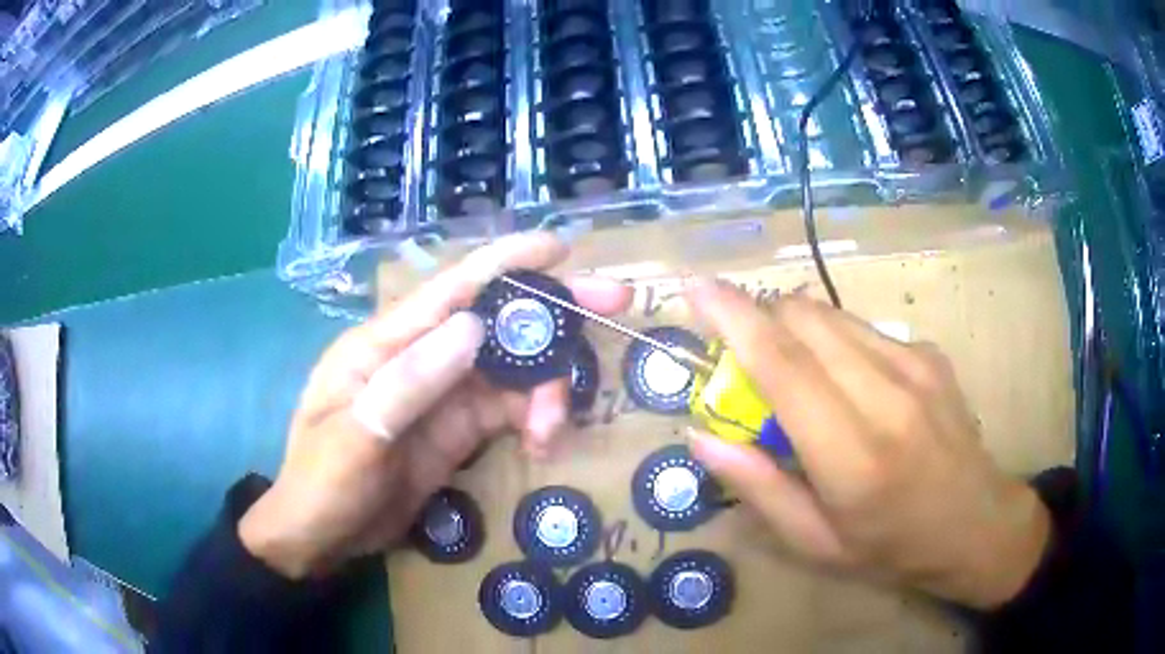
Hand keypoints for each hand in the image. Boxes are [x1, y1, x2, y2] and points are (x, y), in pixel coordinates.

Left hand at [239, 233, 631, 578]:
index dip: (507, 263)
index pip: (452, 290)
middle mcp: (419, 357)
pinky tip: (544, 442)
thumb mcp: (354, 439)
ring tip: (555, 428)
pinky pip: (509, 410)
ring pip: (512, 369)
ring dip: (547, 387)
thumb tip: (473, 327)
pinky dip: (536, 418)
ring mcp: (442, 394)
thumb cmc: (320, 485)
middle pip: (495, 322)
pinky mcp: (458, 430)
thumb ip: (408, 382)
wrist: (322, 539)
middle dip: (552, 314)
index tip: (561, 248)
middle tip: (613, 305)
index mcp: (383, 344)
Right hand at [685, 281, 1049, 608]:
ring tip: (795, 375)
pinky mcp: (929, 352)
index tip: (694, 288)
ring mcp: (915, 364)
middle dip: (759, 319)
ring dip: (794, 328)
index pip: (784, 366)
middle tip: (743, 359)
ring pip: (831, 315)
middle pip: (804, 320)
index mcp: (853, 456)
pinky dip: (833, 341)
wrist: (976, 523)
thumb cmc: (891, 547)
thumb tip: (701, 435)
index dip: (734, 319)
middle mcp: (887, 395)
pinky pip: (861, 328)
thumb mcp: (815, 542)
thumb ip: (758, 486)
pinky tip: (847, 383)